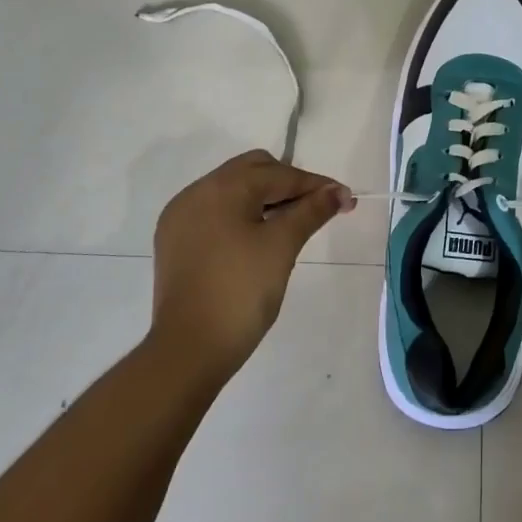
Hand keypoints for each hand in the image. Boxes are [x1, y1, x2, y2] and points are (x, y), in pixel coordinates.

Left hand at [151, 150, 351, 379]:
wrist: (188, 350)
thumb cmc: (241, 292)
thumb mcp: (282, 246)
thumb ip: (311, 211)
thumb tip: (338, 191)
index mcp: (222, 187)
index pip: (279, 174)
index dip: (315, 186)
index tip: (346, 199)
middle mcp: (196, 192)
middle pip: (252, 171)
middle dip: (288, 185)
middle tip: (317, 209)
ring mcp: (181, 217)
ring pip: (233, 191)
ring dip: (265, 199)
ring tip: (292, 224)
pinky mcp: (175, 241)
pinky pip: (216, 213)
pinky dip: (241, 216)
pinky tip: (258, 239)